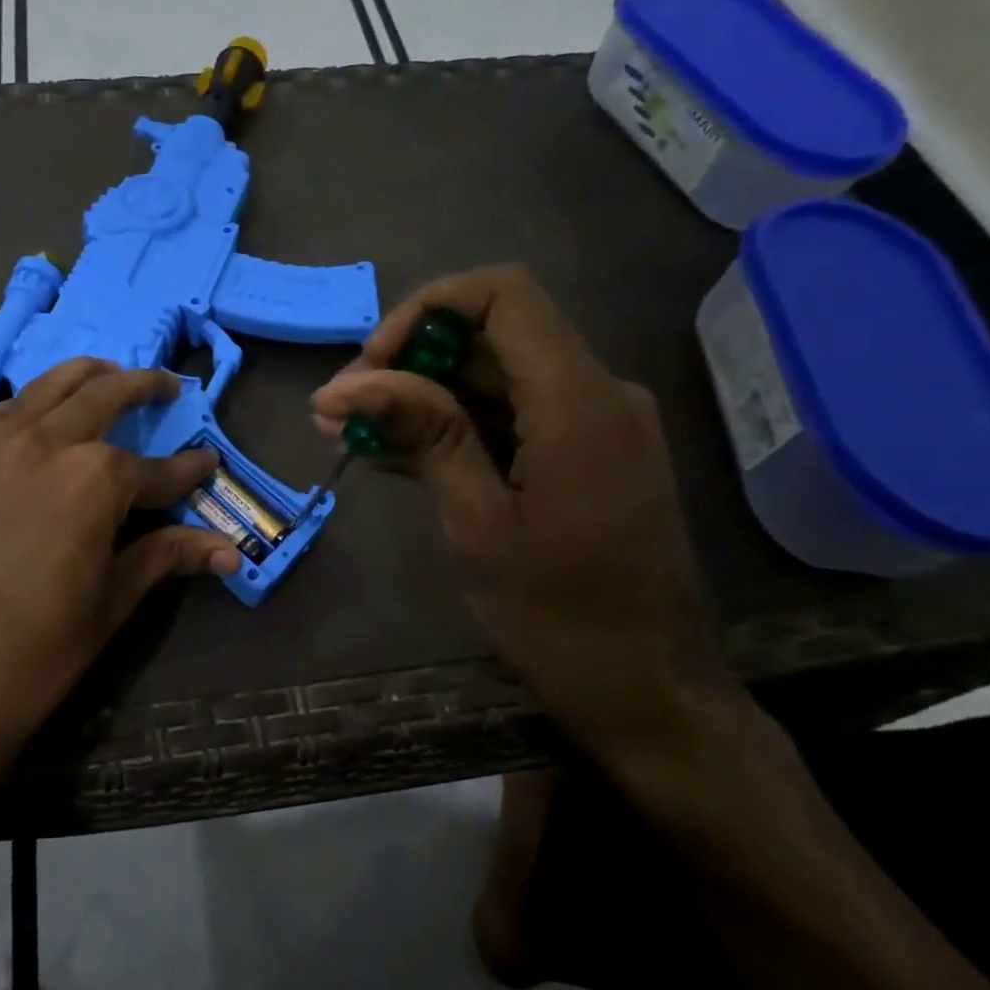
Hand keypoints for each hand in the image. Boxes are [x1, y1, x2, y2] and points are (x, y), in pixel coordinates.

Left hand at [0, 359, 238, 781]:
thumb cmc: (39, 650)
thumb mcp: (113, 599)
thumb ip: (169, 556)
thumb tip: (232, 551)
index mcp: (94, 479)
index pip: (155, 469)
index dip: (187, 471)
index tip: (207, 463)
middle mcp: (44, 442)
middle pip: (103, 394)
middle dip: (143, 386)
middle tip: (166, 386)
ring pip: (46, 386)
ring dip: (85, 377)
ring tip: (107, 377)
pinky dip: (30, 404)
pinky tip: (39, 419)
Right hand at [311, 266, 735, 767]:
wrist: (649, 695)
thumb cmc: (560, 617)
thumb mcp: (477, 522)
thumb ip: (425, 434)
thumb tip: (349, 381)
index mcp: (578, 400)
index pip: (502, 294)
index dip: (425, 310)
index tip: (372, 364)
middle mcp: (596, 393)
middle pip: (490, 336)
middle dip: (407, 362)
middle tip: (340, 408)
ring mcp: (594, 425)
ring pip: (493, 377)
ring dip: (420, 397)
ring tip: (349, 431)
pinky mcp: (585, 456)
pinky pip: (510, 417)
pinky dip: (453, 427)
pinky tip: (393, 453)